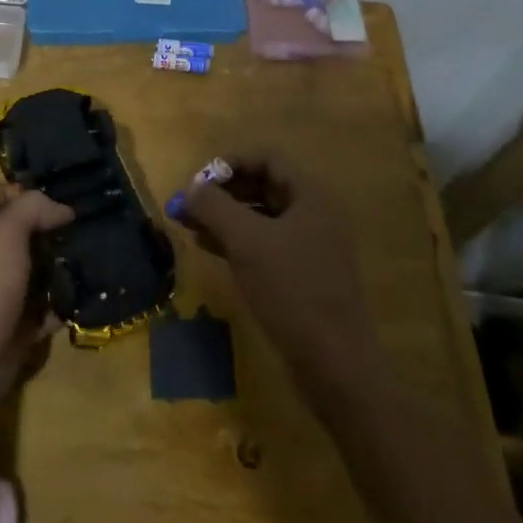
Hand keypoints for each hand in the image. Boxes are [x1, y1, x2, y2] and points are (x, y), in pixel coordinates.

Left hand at [0, 184, 72, 415]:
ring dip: (65, 268)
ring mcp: (9, 294)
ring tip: (97, 257)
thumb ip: (32, 209)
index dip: (7, 191)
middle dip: (53, 230)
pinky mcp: (22, 328)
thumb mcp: (5, 234)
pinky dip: (66, 306)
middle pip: (23, 234)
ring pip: (41, 271)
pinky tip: (87, 297)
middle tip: (87, 226)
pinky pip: (50, 311)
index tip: (45, 196)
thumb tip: (64, 209)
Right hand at [169, 162, 378, 382]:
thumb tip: (190, 187)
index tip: (198, 181)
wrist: (335, 364)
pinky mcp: (301, 274)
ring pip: (259, 216)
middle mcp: (313, 212)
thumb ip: (215, 207)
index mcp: (310, 195)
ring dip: (224, 216)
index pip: (266, 158)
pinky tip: (207, 247)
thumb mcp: (247, 242)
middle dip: (221, 191)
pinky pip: (263, 243)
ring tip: (188, 224)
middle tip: (187, 204)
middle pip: (261, 185)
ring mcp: (309, 245)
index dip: (229, 163)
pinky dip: (235, 240)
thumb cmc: (292, 290)